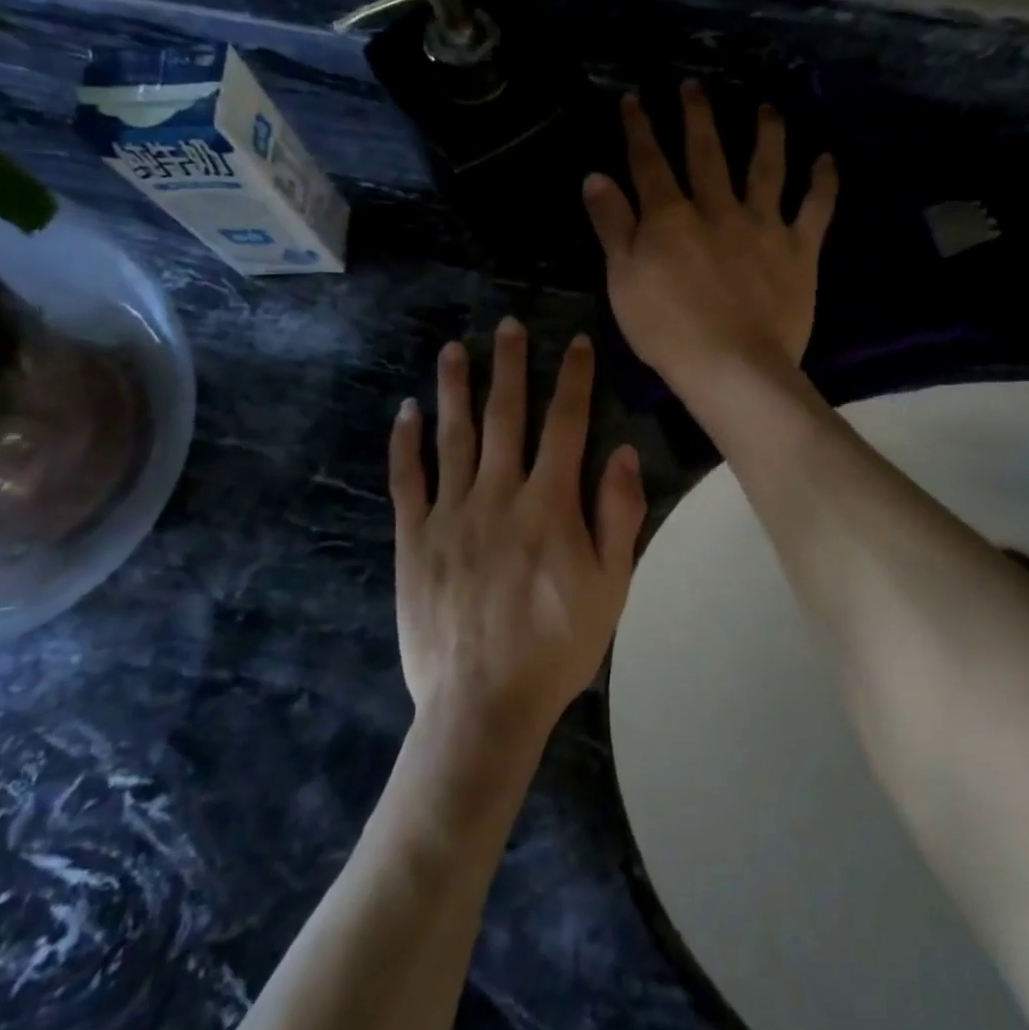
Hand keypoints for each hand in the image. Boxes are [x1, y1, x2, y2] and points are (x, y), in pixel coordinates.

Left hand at [388, 321, 646, 744]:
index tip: (576, 343)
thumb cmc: (557, 646)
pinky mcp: (413, 539)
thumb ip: (618, 515)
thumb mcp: (610, 586)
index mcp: (550, 505)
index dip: (574, 380)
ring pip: (453, 436)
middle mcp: (499, 495)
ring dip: (455, 389)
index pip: (566, 425)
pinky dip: (406, 443)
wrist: (484, 703)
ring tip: (454, 349)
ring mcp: (450, 514)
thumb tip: (622, 452)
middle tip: (508, 325)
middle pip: (506, 417)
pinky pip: (407, 480)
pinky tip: (406, 412)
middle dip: (510, 367)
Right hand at [582, 82, 837, 395]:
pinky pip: (815, 209)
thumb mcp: (622, 280)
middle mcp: (717, 209)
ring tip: (768, 108)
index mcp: (670, 217)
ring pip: (766, 168)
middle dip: (697, 116)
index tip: (634, 98)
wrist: (731, 366)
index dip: (639, 128)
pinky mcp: (798, 250)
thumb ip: (612, 225)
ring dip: (767, 134)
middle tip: (694, 86)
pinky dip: (823, 183)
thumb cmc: (667, 330)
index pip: (649, 162)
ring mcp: (762, 226)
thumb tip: (596, 176)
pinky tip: (827, 159)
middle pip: (707, 153)